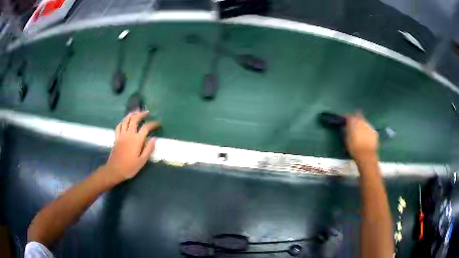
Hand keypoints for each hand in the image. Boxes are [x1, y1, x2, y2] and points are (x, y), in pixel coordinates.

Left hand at [104, 110, 160, 181]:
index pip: (146, 127)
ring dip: (131, 114)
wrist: (115, 170)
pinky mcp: (116, 138)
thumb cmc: (130, 167)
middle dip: (141, 114)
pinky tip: (125, 120)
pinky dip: (123, 121)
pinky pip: (119, 126)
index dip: (153, 124)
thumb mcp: (142, 161)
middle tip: (146, 112)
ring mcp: (121, 135)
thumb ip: (148, 149)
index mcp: (137, 140)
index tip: (158, 124)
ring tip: (136, 112)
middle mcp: (129, 134)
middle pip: (134, 119)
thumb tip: (154, 138)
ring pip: (125, 120)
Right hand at [345, 112, 377, 161]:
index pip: (349, 116)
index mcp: (354, 123)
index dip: (347, 116)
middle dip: (355, 118)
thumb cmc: (355, 149)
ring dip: (361, 123)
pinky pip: (369, 128)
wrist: (367, 156)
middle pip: (358, 116)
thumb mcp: (347, 140)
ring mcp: (369, 126)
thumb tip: (345, 126)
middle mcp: (362, 122)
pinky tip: (365, 135)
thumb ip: (346, 131)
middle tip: (353, 123)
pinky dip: (366, 129)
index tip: (345, 119)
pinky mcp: (374, 131)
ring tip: (360, 130)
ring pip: (364, 121)